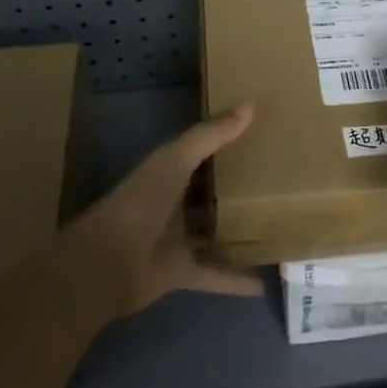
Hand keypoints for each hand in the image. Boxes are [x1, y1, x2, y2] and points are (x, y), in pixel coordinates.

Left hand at [57, 102, 264, 316]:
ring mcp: (177, 239)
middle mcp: (175, 202)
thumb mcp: (176, 160)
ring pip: (215, 232)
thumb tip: (250, 104)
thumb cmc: (140, 203)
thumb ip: (210, 135)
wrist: (105, 265)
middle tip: (281, 180)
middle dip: (239, 186)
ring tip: (279, 228)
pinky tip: (264, 283)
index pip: (203, 150)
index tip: (264, 132)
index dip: (228, 140)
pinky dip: (236, 280)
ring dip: (239, 232)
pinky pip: (215, 274)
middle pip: (212, 191)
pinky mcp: (181, 272)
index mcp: (170, 170)